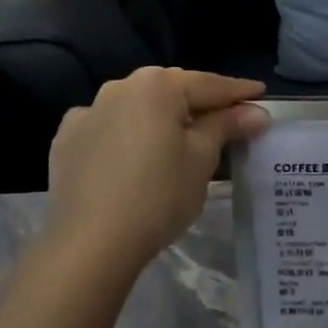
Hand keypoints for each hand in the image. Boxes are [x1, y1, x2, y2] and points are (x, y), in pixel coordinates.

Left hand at [46, 68, 268, 276]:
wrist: (91, 243)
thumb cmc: (159, 196)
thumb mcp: (201, 159)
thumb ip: (226, 126)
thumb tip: (255, 111)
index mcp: (156, 86)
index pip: (208, 84)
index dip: (238, 92)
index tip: (260, 93)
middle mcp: (119, 87)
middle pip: (171, 91)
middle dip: (199, 102)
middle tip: (228, 116)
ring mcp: (88, 112)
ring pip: (137, 107)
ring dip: (161, 116)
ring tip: (181, 135)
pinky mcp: (67, 140)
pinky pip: (108, 128)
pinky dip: (127, 134)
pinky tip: (135, 153)